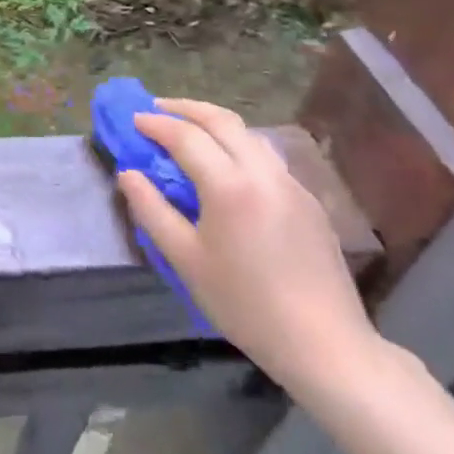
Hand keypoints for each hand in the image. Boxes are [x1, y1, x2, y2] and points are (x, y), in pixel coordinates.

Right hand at [117, 98, 379, 396]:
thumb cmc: (244, 304)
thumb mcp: (185, 260)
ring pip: (249, 134)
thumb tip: (128, 174)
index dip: (156, 124)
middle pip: (222, 120)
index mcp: (230, 186)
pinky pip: (266, 156)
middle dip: (185, 108)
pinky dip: (237, 145)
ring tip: (189, 129)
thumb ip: (152, 210)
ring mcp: (291, 184)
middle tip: (156, 109)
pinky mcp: (308, 200)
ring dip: (214, 123)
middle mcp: (263, 173)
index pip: (186, 136)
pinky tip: (226, 165)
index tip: (133, 120)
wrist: (324, 344)